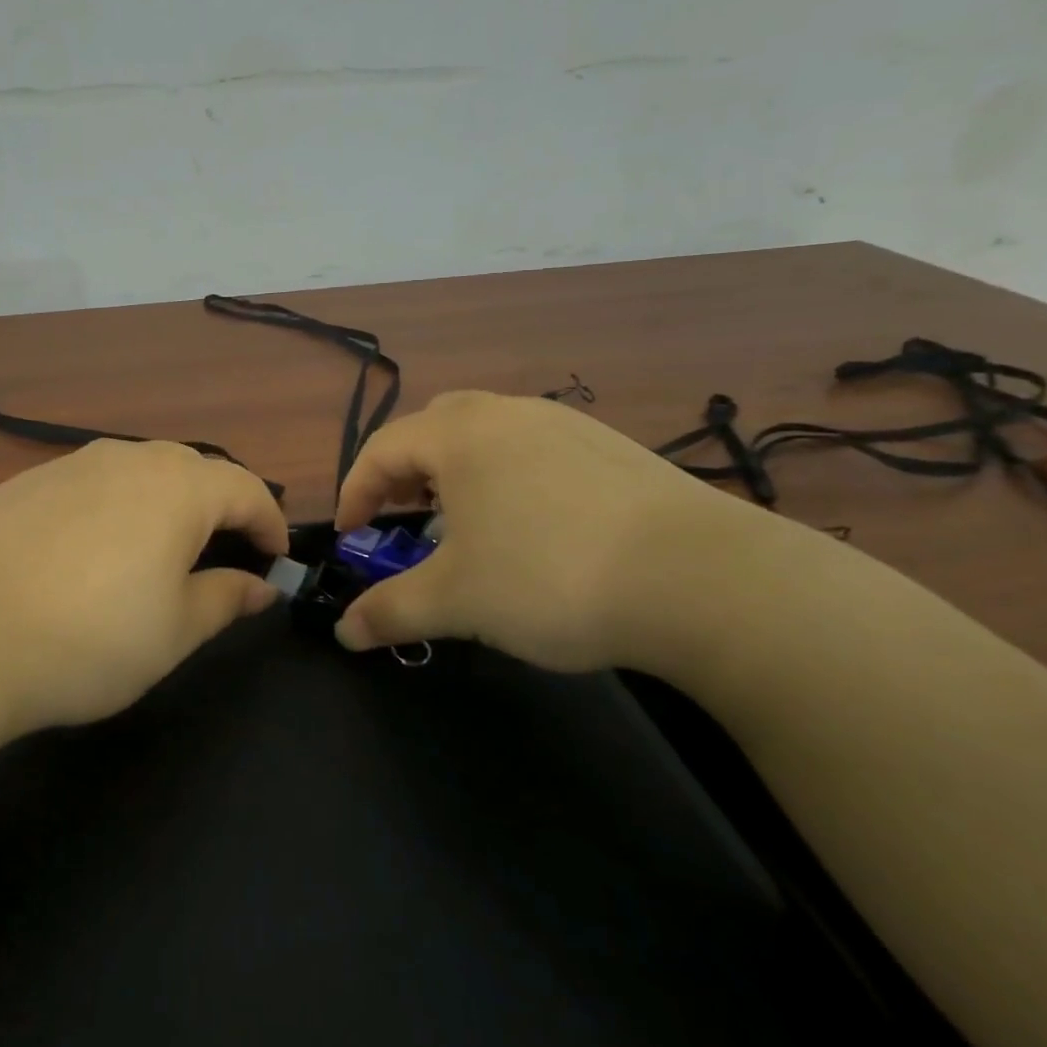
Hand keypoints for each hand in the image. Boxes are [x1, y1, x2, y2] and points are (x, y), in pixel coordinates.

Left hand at [0, 440, 288, 731]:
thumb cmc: (91, 640)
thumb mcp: (175, 631)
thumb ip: (226, 599)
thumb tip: (261, 587)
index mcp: (178, 488)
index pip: (246, 489)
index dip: (268, 523)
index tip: (273, 559)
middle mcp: (130, 459)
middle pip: (195, 469)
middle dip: (220, 506)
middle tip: (221, 552)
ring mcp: (74, 463)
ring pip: (141, 469)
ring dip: (166, 500)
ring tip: (159, 547)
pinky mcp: (29, 480)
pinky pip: (93, 480)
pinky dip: (114, 504)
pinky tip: (92, 548)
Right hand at [333, 390, 753, 672]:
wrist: (702, 579)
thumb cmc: (550, 577)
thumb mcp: (456, 602)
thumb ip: (390, 612)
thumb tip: (345, 633)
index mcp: (459, 435)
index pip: (381, 450)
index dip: (355, 494)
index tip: (352, 537)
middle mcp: (507, 413)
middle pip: (432, 428)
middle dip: (405, 472)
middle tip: (404, 517)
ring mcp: (564, 424)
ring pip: (487, 435)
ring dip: (458, 473)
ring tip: (466, 524)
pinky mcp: (610, 447)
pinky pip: (534, 449)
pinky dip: (509, 478)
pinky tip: (533, 527)